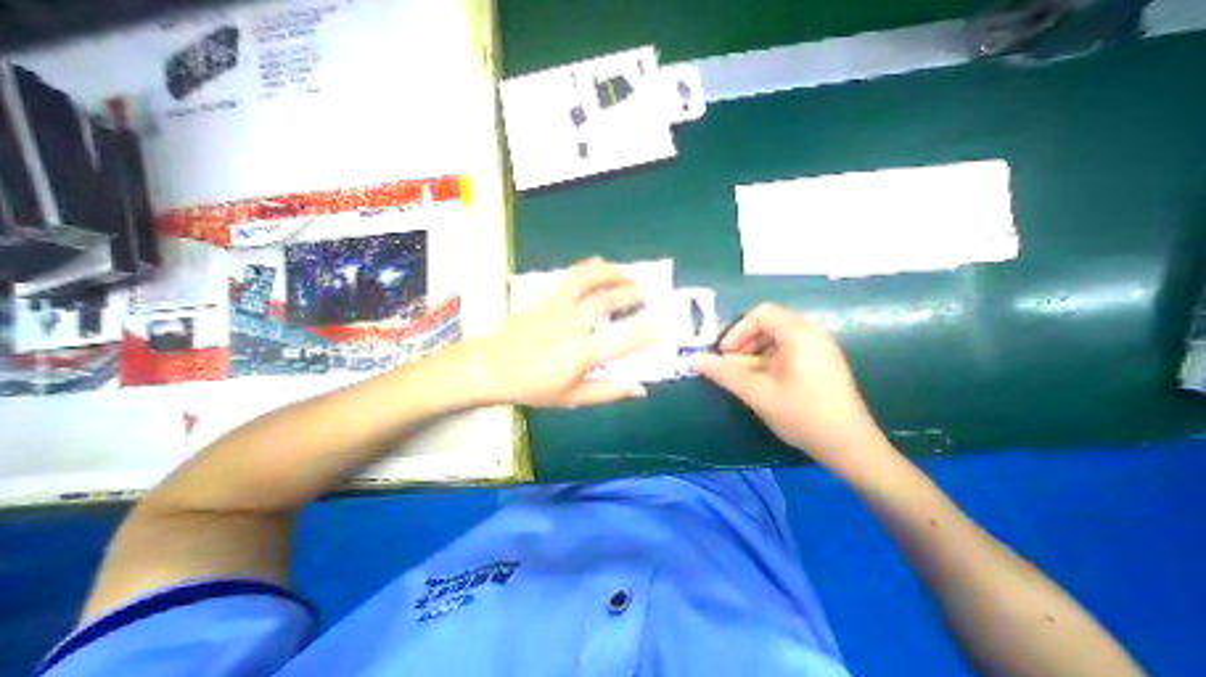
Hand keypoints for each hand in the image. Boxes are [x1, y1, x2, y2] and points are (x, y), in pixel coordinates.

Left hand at [464, 256, 655, 406]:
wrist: (490, 367)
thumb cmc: (532, 387)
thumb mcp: (573, 398)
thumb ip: (608, 392)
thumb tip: (640, 389)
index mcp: (580, 353)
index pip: (621, 341)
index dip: (644, 333)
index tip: (660, 327)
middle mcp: (571, 325)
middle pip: (606, 301)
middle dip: (631, 294)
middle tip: (647, 292)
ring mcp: (557, 307)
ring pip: (587, 280)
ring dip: (611, 273)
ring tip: (627, 273)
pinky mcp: (545, 298)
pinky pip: (569, 276)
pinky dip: (588, 267)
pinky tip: (598, 264)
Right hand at [687, 303, 881, 472]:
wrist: (851, 447)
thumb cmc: (802, 416)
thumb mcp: (757, 394)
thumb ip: (724, 373)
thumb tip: (693, 360)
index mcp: (799, 335)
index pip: (761, 313)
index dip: (737, 330)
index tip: (725, 354)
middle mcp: (813, 334)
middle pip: (770, 322)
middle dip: (745, 339)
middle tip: (732, 362)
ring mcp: (821, 348)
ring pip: (779, 336)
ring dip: (756, 349)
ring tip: (746, 373)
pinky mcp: (823, 362)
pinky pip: (791, 348)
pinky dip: (771, 357)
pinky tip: (766, 379)